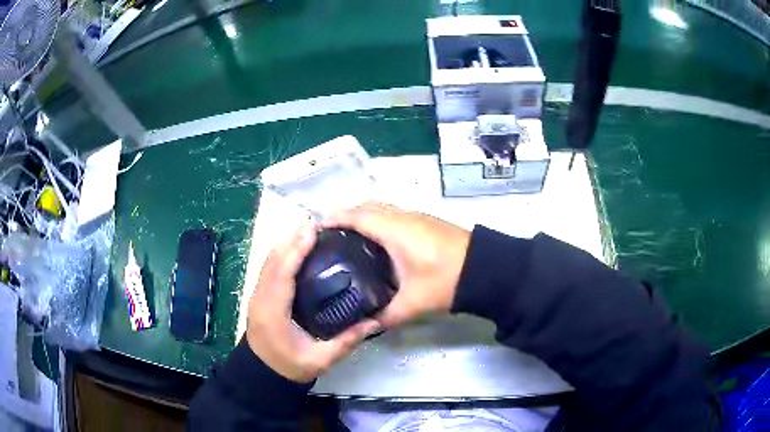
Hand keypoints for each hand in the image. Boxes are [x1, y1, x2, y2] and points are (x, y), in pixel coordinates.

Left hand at [245, 224, 380, 382]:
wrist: (263, 373)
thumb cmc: (290, 367)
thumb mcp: (320, 360)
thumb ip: (346, 342)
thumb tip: (373, 322)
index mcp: (273, 313)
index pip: (282, 275)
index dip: (294, 251)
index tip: (311, 232)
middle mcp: (261, 299)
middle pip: (272, 262)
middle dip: (291, 240)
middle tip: (314, 224)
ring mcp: (257, 296)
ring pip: (267, 262)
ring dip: (284, 244)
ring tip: (306, 230)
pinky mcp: (259, 296)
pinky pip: (267, 269)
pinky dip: (279, 254)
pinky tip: (293, 246)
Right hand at [325, 203, 470, 327]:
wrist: (486, 270)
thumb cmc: (446, 281)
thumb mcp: (413, 304)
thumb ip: (386, 317)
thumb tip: (367, 325)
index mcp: (394, 230)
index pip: (356, 216)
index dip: (334, 218)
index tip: (316, 228)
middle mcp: (403, 217)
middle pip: (367, 206)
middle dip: (345, 215)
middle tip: (329, 236)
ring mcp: (417, 217)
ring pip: (382, 208)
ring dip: (363, 216)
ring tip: (348, 237)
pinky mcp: (427, 222)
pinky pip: (394, 213)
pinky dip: (379, 220)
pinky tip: (377, 241)